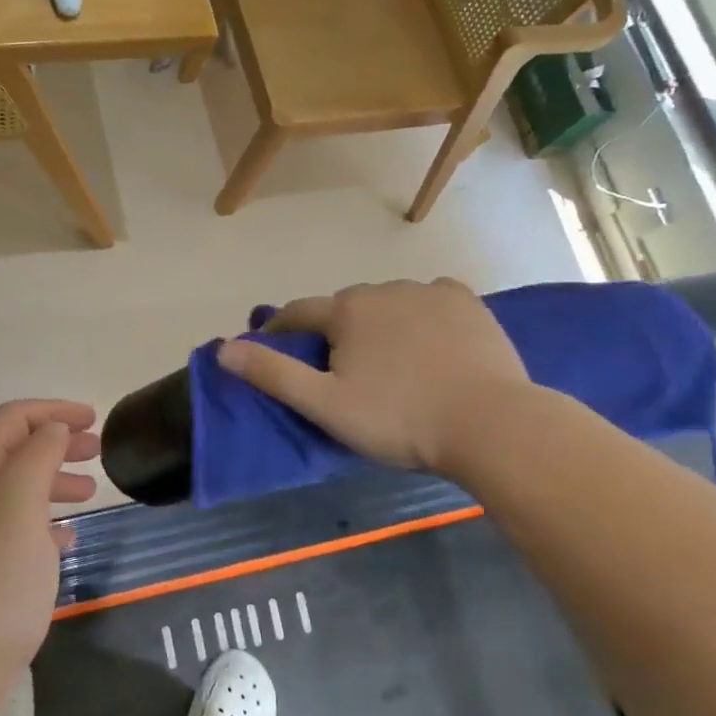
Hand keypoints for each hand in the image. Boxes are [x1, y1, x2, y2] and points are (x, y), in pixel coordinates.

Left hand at [0, 400, 98, 705]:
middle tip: (98, 452)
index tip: (94, 420)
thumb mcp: (19, 512)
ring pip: (19, 491)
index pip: (12, 420)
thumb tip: (52, 429)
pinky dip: (47, 522)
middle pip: (15, 452)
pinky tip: (68, 540)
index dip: (52, 411)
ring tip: (90, 494)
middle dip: (57, 442)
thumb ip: (36, 461)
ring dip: (55, 481)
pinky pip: (19, 530)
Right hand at [217, 279, 530, 475]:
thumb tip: (224, 349)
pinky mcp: (467, 302)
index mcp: (347, 311)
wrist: (491, 425)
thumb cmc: (400, 419)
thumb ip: (273, 374)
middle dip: (335, 332)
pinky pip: (431, 301)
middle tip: (342, 372)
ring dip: (379, 323)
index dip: (281, 330)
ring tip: (390, 362)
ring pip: (389, 303)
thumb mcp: (326, 405)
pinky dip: (422, 315)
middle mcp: (384, 289)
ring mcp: (429, 291)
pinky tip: (430, 342)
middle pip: (345, 308)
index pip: (299, 313)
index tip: (274, 346)